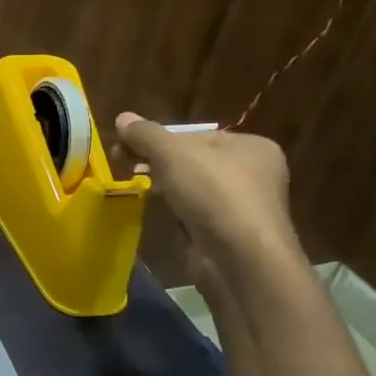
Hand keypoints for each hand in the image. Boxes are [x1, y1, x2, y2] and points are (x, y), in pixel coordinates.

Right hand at [113, 113, 300, 279]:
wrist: (240, 259)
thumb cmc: (214, 194)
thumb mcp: (172, 154)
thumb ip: (146, 134)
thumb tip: (122, 117)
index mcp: (251, 146)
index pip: (195, 135)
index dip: (159, 138)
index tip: (127, 145)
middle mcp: (253, 173)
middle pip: (192, 161)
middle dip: (157, 162)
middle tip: (124, 163)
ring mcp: (241, 206)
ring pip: (190, 188)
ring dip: (164, 187)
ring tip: (136, 186)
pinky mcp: (227, 233)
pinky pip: (193, 214)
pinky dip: (174, 212)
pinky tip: (157, 213)